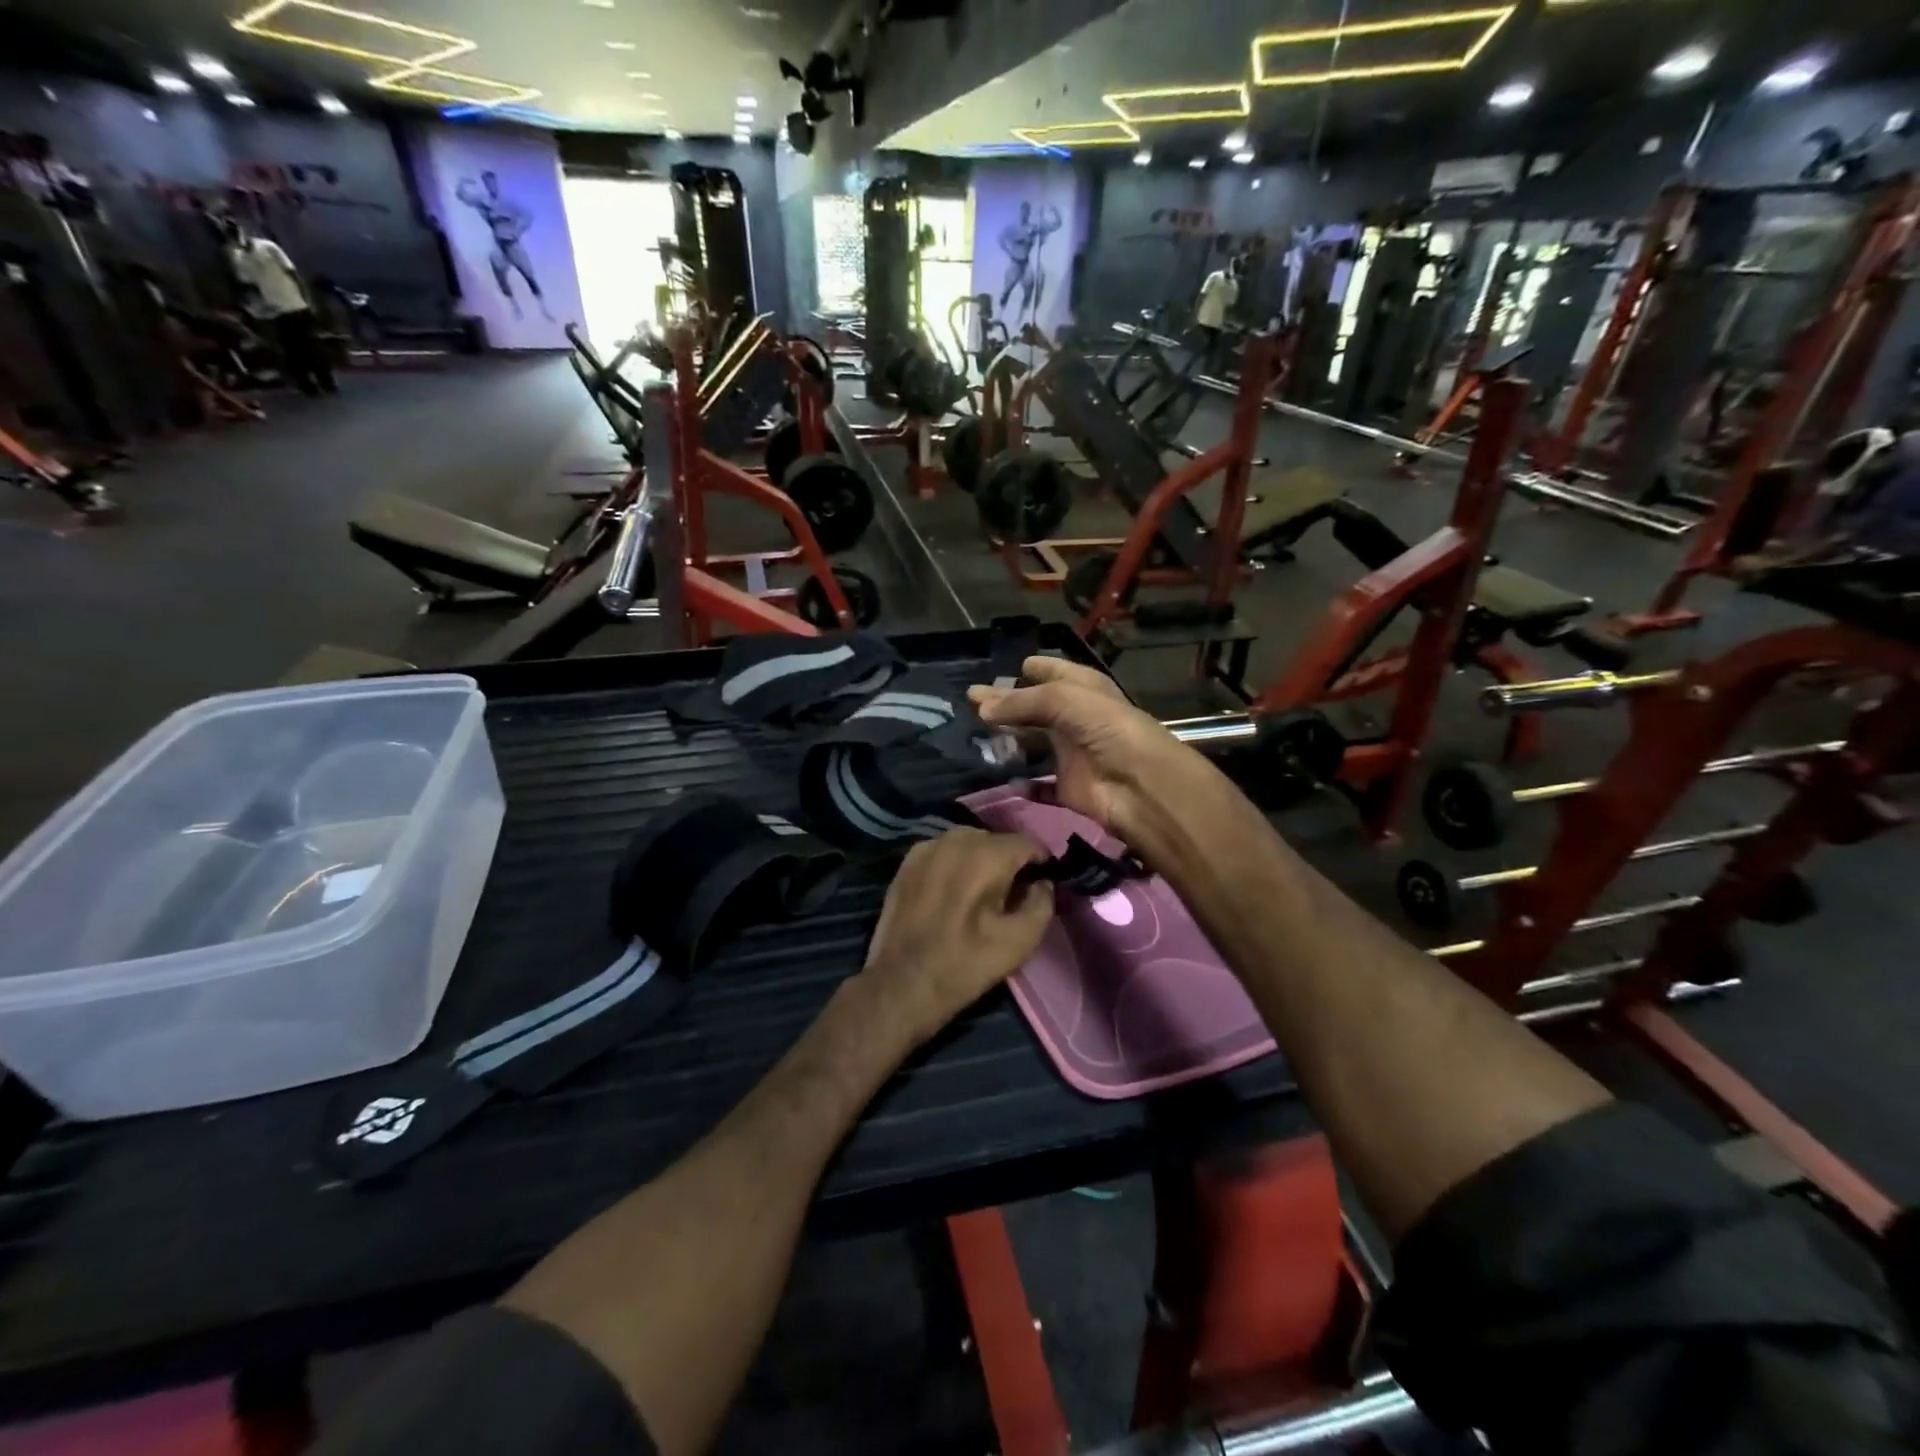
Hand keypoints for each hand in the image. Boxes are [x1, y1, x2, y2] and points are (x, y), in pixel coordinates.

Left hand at [857, 829, 1054, 1049]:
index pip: (1028, 843)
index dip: (1041, 863)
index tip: (1041, 886)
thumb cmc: (966, 964)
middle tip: (1010, 896)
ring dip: (980, 861)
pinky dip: (954, 865)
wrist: (902, 984)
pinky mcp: (907, 862)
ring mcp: (927, 847)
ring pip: (968, 843)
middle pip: (997, 841)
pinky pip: (943, 852)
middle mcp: (956, 839)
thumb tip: (1043, 882)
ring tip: (979, 894)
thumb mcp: (1021, 941)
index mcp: (987, 855)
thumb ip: (1043, 902)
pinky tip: (951, 892)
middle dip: (1009, 862)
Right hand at [967, 657, 1213, 844]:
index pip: (1057, 672)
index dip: (1037, 668)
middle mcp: (1077, 719)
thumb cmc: (1107, 729)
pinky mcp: (1067, 786)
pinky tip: (998, 775)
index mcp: (1085, 689)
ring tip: (976, 733)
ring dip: (1009, 739)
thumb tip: (981, 708)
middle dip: (1007, 703)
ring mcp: (1072, 754)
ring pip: (1033, 743)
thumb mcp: (1064, 699)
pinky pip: (1038, 784)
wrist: (1139, 785)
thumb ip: (1021, 702)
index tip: (1013, 665)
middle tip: (972, 700)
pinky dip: (1020, 782)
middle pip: (1036, 708)